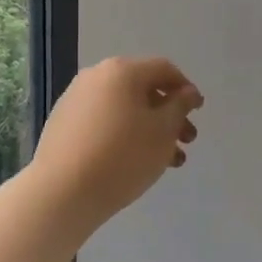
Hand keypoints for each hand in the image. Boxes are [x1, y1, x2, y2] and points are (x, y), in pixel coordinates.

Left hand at [30, 56, 202, 225]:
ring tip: (167, 160)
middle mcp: (96, 76)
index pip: (164, 69)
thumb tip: (186, 92)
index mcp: (122, 70)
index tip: (198, 112)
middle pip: (143, 89)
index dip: (186, 89)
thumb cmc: (122, 156)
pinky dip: (124, 135)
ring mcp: (75, 99)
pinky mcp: (63, 123)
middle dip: (169, 114)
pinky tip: (135, 162)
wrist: (62, 191)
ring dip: (149, 129)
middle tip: (187, 140)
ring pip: (123, 108)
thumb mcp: (163, 132)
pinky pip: (103, 122)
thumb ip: (179, 107)